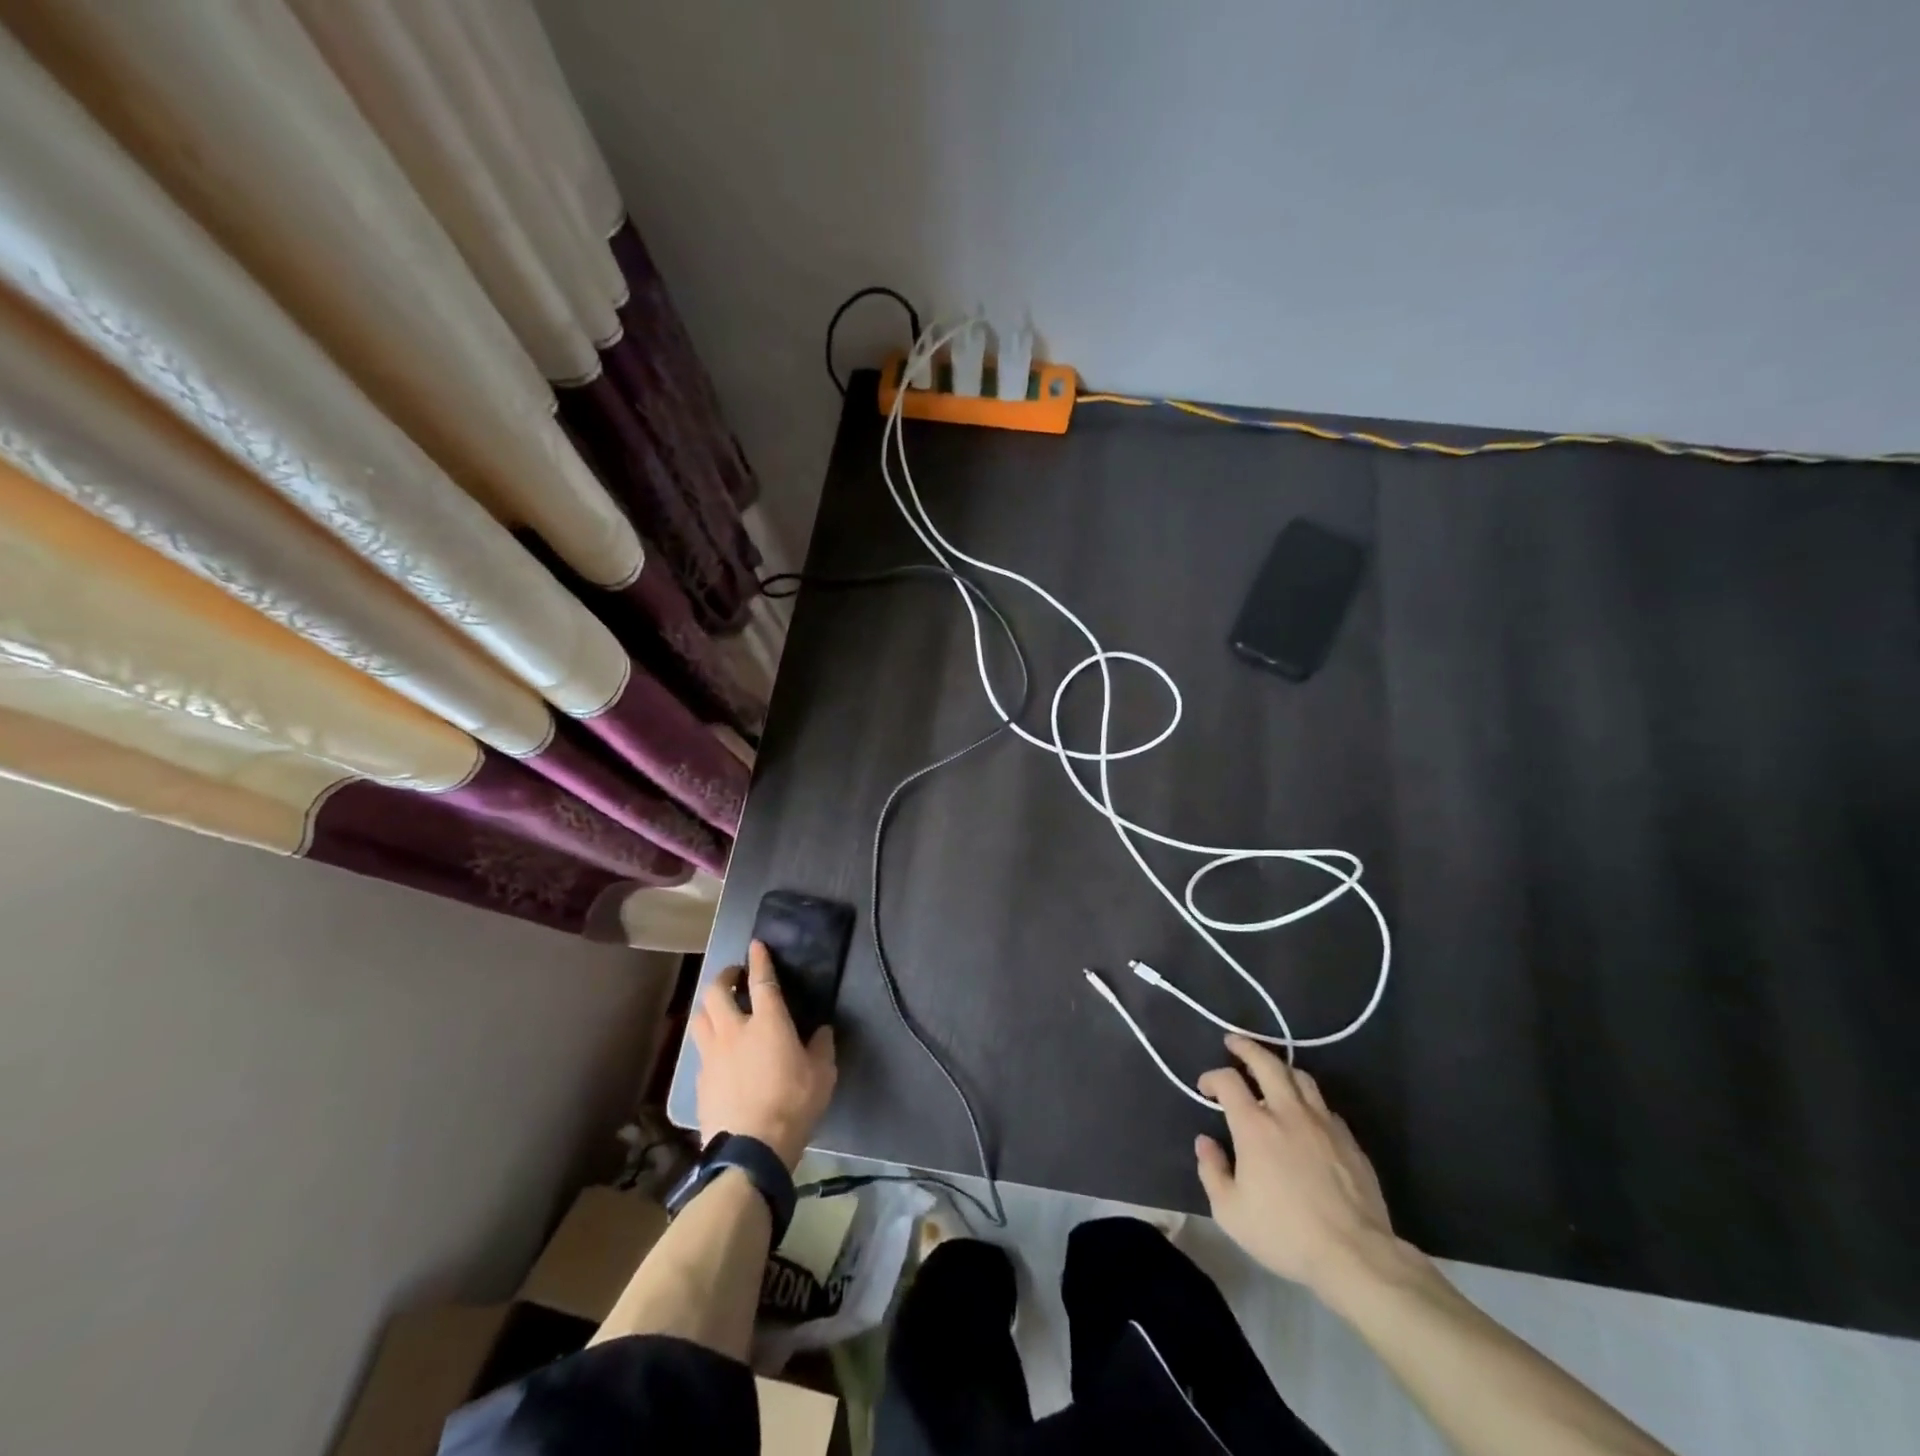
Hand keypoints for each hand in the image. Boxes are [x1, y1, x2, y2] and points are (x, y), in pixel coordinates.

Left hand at [690, 941, 836, 1168]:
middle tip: (734, 977)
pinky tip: (718, 1054)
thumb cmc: (793, 1105)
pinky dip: (708, 1043)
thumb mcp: (823, 1074)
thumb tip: (822, 1031)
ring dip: (709, 1006)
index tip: (755, 944)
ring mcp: (712, 1055)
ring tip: (719, 1009)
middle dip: (724, 977)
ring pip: (700, 1017)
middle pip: (717, 991)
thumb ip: (822, 1047)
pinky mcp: (699, 1081)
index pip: (761, 979)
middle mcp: (734, 1030)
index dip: (759, 959)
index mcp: (768, 1022)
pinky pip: (700, 1051)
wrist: (750, 1150)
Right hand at [1194, 1034, 1395, 1296]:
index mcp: (1255, 1125)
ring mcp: (1323, 1123)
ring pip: (1301, 1078)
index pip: (1228, 1081)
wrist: (1355, 1255)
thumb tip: (1205, 1142)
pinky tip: (1305, 1114)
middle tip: (1234, 1043)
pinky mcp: (1349, 1140)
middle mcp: (1288, 1112)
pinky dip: (1308, 1100)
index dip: (1212, 1077)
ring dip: (1281, 1069)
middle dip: (1247, 1048)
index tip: (1205, 1087)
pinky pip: (1325, 1106)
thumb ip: (1212, 1171)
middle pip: (1267, 1063)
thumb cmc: (1285, 1233)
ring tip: (1271, 1072)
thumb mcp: (1230, 1212)